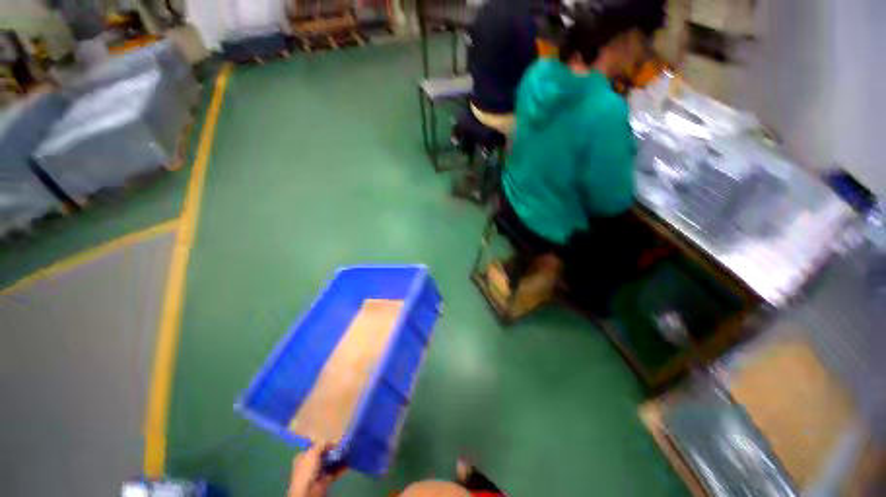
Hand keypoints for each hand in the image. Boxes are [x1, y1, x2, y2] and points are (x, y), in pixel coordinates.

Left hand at [287, 444, 344, 496]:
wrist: (309, 490)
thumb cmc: (307, 469)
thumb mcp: (313, 452)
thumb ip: (322, 445)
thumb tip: (332, 441)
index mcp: (303, 457)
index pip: (314, 448)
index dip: (323, 443)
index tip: (333, 439)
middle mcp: (310, 465)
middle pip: (323, 455)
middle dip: (333, 450)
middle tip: (343, 444)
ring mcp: (318, 473)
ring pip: (330, 463)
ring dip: (338, 458)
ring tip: (348, 451)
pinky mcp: (326, 480)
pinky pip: (335, 471)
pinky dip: (342, 467)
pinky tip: (349, 461)